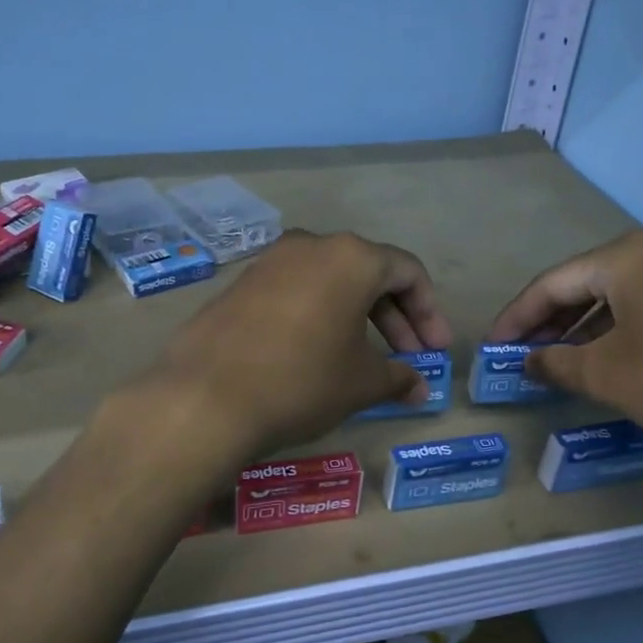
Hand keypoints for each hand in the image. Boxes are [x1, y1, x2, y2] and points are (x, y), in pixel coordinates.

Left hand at [148, 230, 452, 458]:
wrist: (206, 396)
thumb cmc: (302, 381)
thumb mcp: (360, 383)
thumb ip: (398, 377)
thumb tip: (419, 388)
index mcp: (351, 257)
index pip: (407, 272)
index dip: (429, 312)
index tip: (435, 351)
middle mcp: (311, 246)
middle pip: (368, 274)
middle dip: (395, 318)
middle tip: (409, 359)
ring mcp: (270, 262)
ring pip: (329, 283)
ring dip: (356, 318)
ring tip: (364, 361)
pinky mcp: (240, 285)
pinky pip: (295, 293)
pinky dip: (318, 317)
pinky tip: (316, 354)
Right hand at [489, 229, 642, 462]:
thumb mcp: (609, 376)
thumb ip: (557, 364)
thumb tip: (529, 361)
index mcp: (629, 255)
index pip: (552, 282)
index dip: (516, 317)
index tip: (493, 347)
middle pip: (588, 282)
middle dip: (552, 321)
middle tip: (526, 355)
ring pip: (625, 293)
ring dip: (589, 326)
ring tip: (566, 360)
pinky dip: (627, 327)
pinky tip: (620, 357)